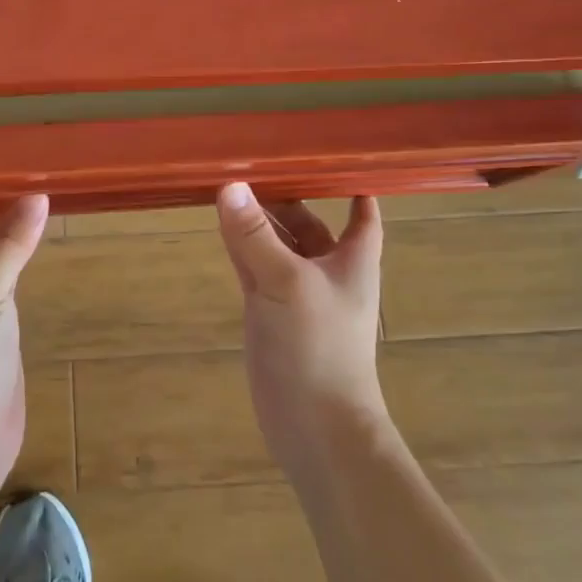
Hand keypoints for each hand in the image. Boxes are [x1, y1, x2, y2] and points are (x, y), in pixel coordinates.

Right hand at [215, 183, 389, 471]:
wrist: (316, 427)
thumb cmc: (318, 347)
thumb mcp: (286, 282)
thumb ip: (254, 236)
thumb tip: (229, 185)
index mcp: (352, 258)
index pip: (360, 211)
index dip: (350, 183)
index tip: (327, 154)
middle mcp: (327, 269)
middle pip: (307, 222)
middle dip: (284, 197)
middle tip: (250, 161)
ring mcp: (296, 291)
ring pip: (276, 243)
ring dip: (256, 220)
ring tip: (228, 183)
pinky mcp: (270, 311)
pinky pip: (255, 267)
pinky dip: (241, 246)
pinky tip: (221, 224)